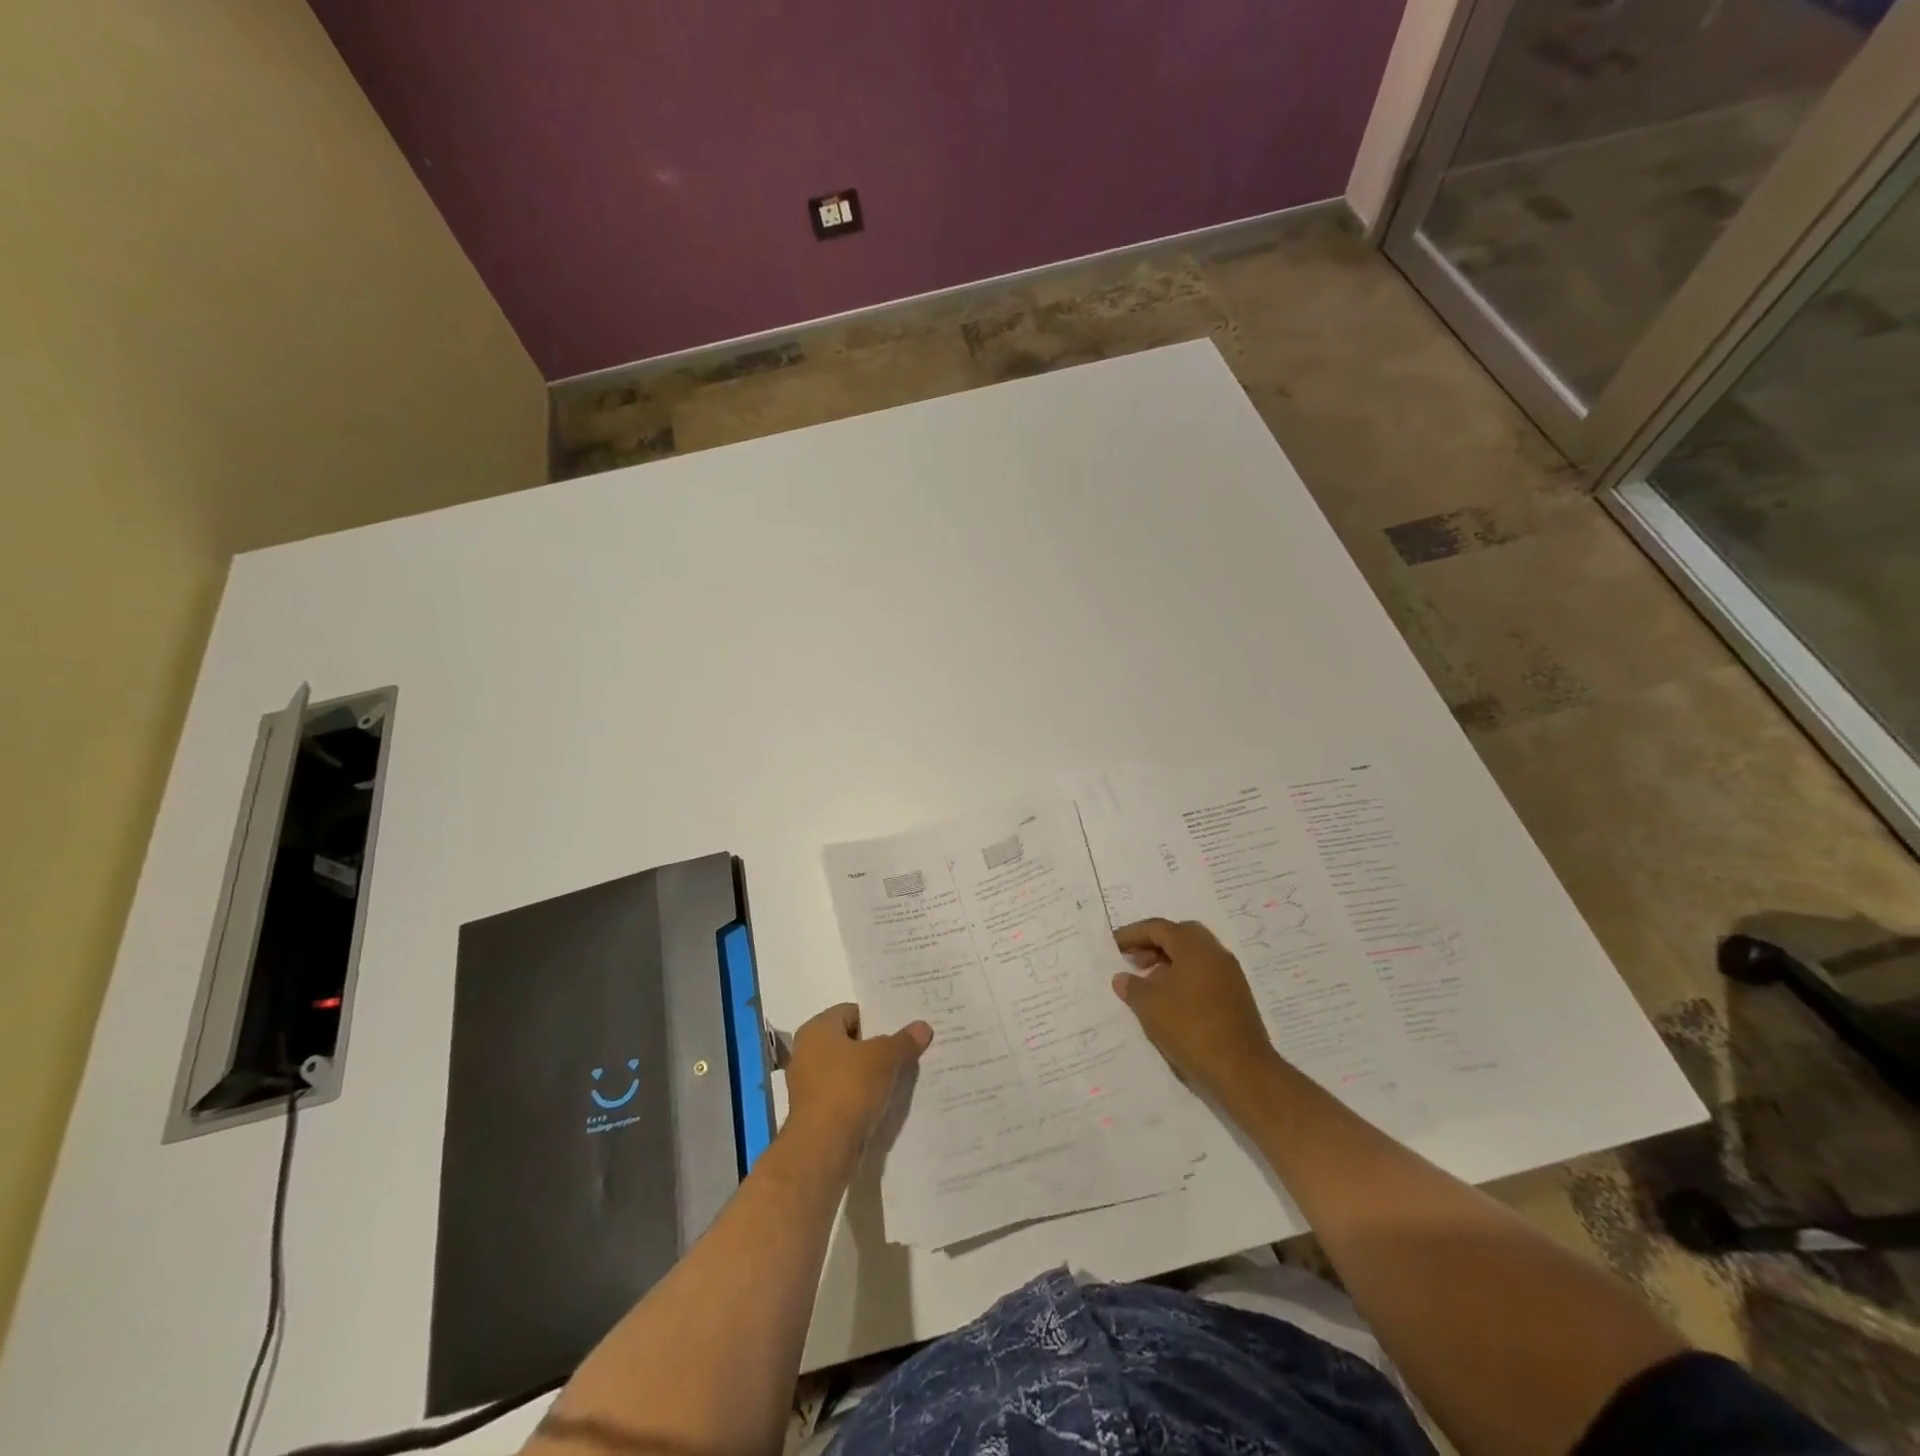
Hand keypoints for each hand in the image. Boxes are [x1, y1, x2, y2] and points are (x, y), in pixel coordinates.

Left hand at [782, 1003, 931, 1154]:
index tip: (903, 1027)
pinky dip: (863, 1095)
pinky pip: (845, 1094)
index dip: (878, 1017)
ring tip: (903, 1074)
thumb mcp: (884, 1058)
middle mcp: (808, 1052)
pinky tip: (887, 1099)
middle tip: (908, 1048)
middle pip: (851, 1041)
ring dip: (872, 1073)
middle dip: (878, 1046)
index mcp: (817, 1029)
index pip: (852, 1012)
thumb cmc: (849, 1088)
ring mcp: (810, 1084)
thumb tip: (923, 1026)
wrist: (822, 1149)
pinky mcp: (816, 1112)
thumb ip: (903, 1041)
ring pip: (849, 1070)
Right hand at [1112, 919, 1278, 1099]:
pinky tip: (1171, 1001)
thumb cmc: (1190, 1028)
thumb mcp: (1150, 1006)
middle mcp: (1215, 952)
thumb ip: (1132, 987)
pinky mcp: (1236, 996)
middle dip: (1154, 944)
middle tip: (1134, 960)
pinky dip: (1184, 977)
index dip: (1133, 934)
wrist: (1242, 1070)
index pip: (1158, 928)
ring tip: (1148, 983)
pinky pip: (1205, 974)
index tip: (1114, 946)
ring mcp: (1230, 974)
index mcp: (1194, 946)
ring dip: (1169, 962)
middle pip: (1180, 936)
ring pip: (1194, 956)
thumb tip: (1122, 978)